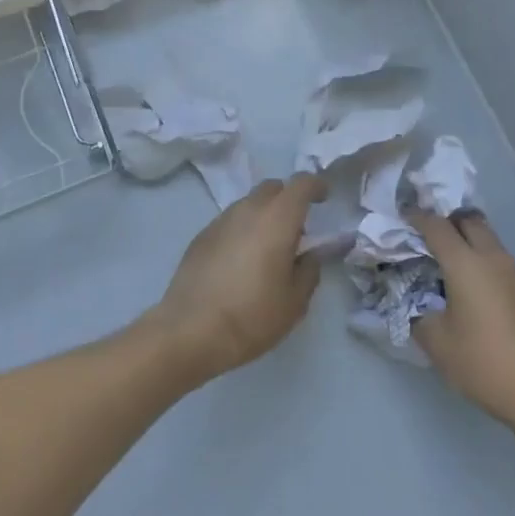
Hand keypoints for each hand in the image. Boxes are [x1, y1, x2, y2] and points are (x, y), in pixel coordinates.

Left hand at [152, 175, 327, 383]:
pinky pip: (229, 222)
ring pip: (248, 204)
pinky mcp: (200, 236)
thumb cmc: (252, 316)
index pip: (301, 183)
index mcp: (277, 219)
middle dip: (288, 199)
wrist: (191, 331)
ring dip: (263, 215)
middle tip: (296, 229)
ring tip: (267, 249)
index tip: (323, 198)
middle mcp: (248, 210)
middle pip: (273, 188)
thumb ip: (309, 271)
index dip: (316, 186)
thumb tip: (310, 255)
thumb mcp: (295, 301)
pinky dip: (242, 230)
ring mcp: (220, 221)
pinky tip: (240, 262)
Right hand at [410, 209, 514, 441]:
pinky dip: (488, 269)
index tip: (404, 217)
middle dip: (447, 222)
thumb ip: (418, 315)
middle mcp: (496, 259)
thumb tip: (416, 303)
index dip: (417, 217)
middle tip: (429, 238)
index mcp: (466, 264)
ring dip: (470, 246)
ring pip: (491, 243)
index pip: (437, 226)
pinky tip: (483, 300)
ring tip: (454, 271)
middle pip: (470, 222)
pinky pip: (505, 267)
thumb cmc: (487, 365)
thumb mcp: (438, 345)